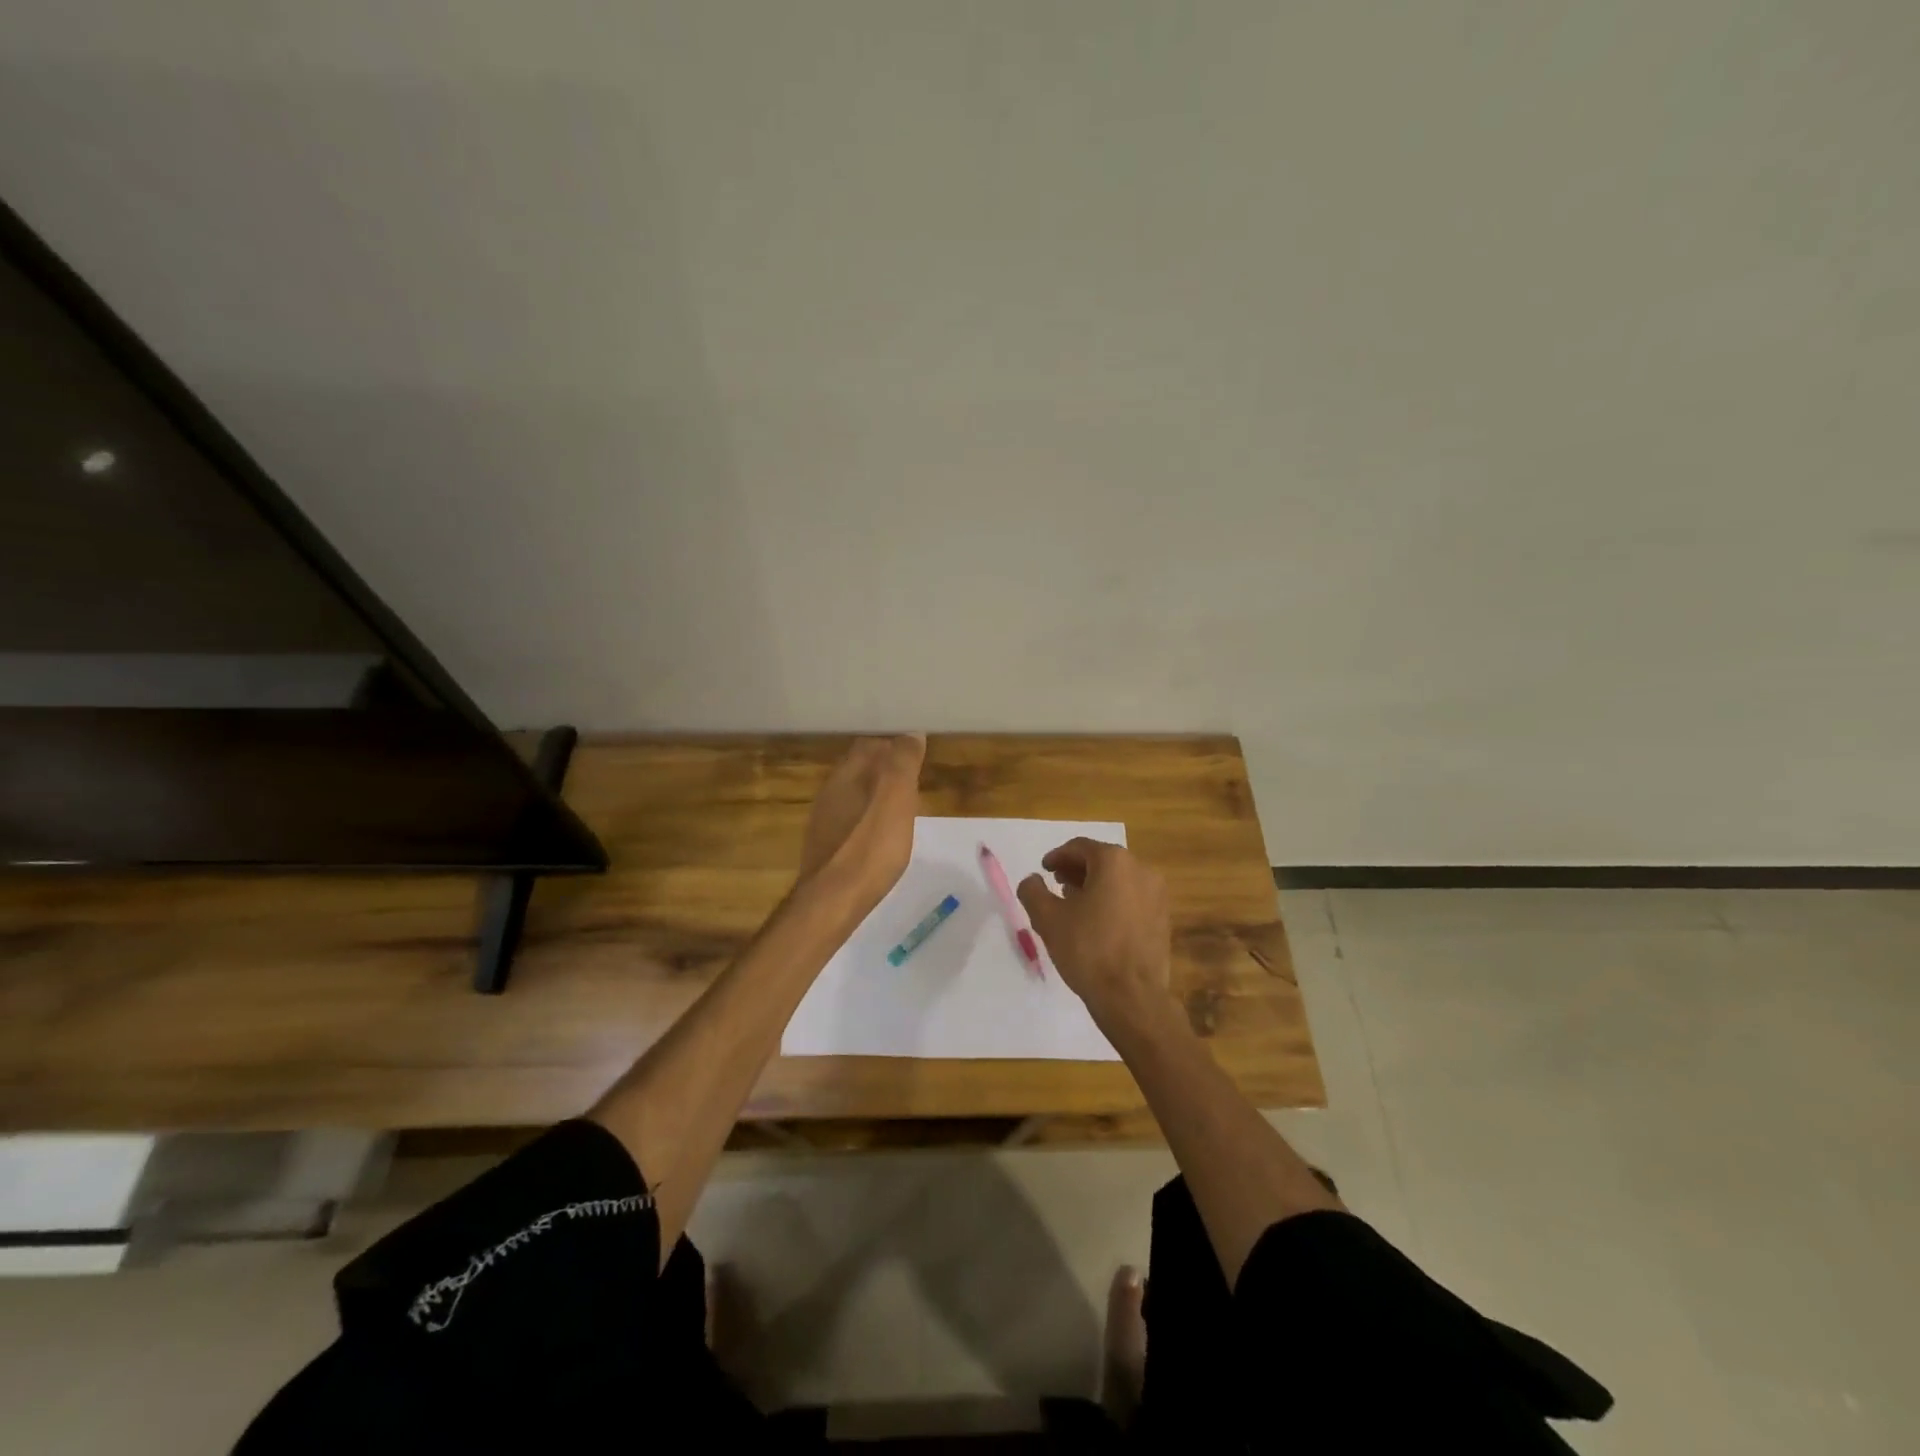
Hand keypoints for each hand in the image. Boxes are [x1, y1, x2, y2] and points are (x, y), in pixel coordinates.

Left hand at [797, 734, 925, 912]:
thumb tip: (910, 733)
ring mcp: (824, 819)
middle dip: (884, 770)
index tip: (916, 756)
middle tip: (912, 782)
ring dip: (875, 796)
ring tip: (901, 808)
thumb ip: (903, 762)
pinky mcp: (825, 846)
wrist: (833, 900)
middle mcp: (830, 790)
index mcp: (847, 774)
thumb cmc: (871, 846)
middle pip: (859, 769)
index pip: (869, 745)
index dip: (893, 747)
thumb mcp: (896, 798)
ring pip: (853, 794)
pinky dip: (866, 819)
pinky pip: (849, 820)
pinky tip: (879, 836)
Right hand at [1018, 839, 1170, 1023]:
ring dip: (1095, 886)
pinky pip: (1132, 898)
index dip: (1057, 856)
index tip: (1043, 870)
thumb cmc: (1088, 949)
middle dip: (1076, 870)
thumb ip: (1033, 891)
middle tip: (1056, 885)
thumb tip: (1032, 880)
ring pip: (1119, 880)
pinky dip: (1113, 901)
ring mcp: (1157, 894)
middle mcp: (1141, 869)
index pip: (1080, 847)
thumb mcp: (1048, 918)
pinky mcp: (1163, 918)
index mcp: (1114, 862)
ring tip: (1074, 905)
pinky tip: (1097, 923)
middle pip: (1102, 861)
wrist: (1132, 996)